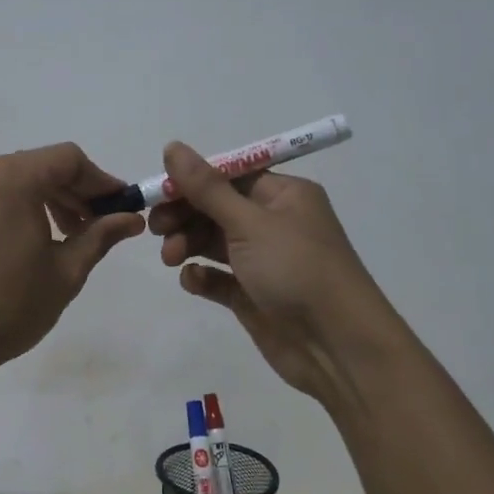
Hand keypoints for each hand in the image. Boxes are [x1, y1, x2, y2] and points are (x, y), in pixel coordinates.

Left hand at [0, 143, 145, 389]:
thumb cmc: (7, 307)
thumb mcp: (65, 272)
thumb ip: (100, 235)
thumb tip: (132, 218)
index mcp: (11, 177)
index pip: (68, 159)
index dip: (100, 180)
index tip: (120, 207)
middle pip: (40, 165)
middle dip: (73, 191)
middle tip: (96, 226)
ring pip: (14, 177)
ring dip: (44, 198)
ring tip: (63, 235)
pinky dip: (14, 203)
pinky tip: (25, 237)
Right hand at [151, 141, 389, 399]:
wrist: (338, 347)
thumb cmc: (297, 270)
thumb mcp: (249, 223)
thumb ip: (207, 188)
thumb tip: (172, 146)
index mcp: (283, 195)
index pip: (229, 176)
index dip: (192, 181)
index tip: (159, 191)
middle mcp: (274, 222)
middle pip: (217, 208)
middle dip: (185, 214)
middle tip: (155, 228)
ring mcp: (264, 261)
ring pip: (213, 241)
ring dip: (187, 243)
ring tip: (170, 257)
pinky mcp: (253, 295)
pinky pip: (219, 277)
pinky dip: (201, 275)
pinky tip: (193, 281)